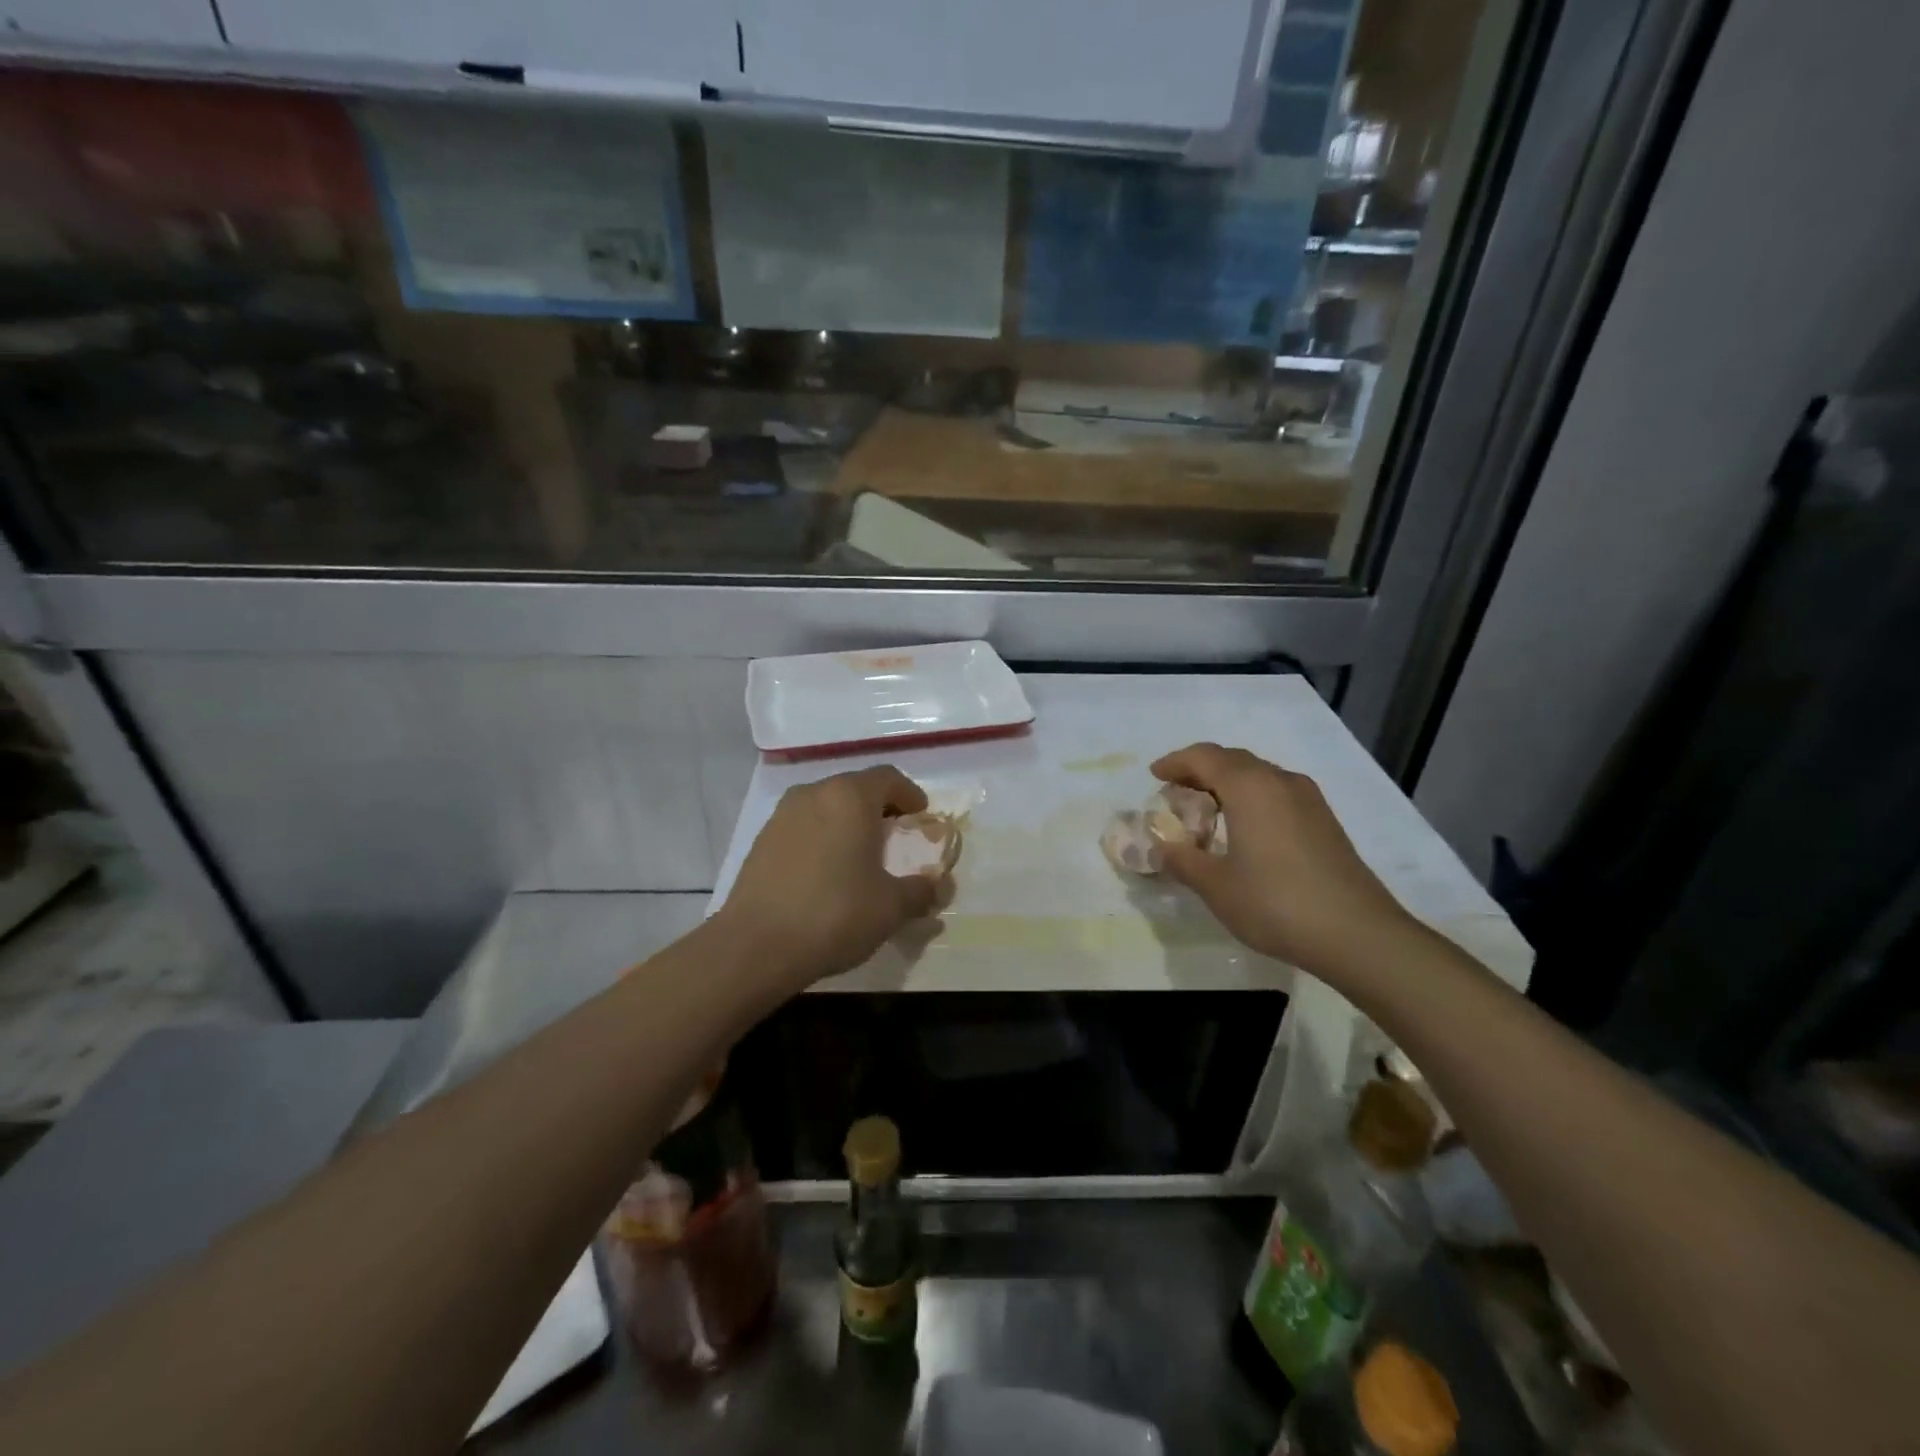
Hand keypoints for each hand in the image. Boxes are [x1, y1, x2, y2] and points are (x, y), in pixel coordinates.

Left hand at [718, 765, 941, 990]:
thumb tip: (937, 887)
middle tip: (895, 838)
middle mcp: (814, 794)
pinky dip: (821, 837)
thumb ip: (921, 891)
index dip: (910, 795)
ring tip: (859, 856)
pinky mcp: (761, 839)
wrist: (756, 946)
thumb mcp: (891, 907)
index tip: (921, 817)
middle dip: (879, 808)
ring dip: (847, 822)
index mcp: (850, 797)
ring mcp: (782, 815)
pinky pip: (803, 826)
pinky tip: (826, 873)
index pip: (888, 778)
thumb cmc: (835, 914)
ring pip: (826, 806)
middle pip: (855, 788)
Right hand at [1150, 743, 1416, 982]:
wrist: (1357, 934)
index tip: (1154, 775)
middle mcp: (1279, 781)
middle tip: (1175, 791)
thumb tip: (1161, 847)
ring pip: (1258, 775)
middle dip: (1200, 769)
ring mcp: (1308, 799)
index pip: (1204, 757)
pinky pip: (1276, 792)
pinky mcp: (1324, 820)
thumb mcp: (1216, 886)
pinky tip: (1244, 828)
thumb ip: (1182, 861)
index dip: (1175, 762)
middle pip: (1232, 760)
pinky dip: (1251, 797)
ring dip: (1227, 783)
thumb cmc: (1275, 903)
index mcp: (1249, 787)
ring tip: (1206, 809)